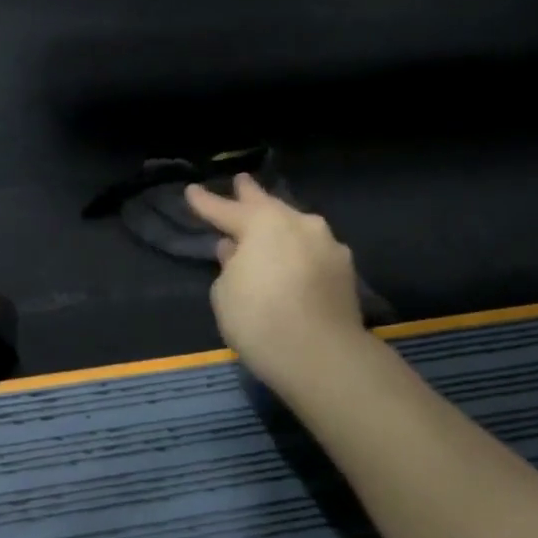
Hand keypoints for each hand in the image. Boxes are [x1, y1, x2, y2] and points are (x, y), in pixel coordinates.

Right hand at [184, 175, 366, 387]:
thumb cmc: (259, 319)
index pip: (225, 209)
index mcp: (262, 222)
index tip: (192, 190)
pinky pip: (314, 250)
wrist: (322, 356)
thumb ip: (228, 265)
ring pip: (296, 226)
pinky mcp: (346, 269)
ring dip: (280, 225)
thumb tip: (235, 250)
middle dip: (250, 194)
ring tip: (269, 225)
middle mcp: (298, 223)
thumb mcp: (225, 293)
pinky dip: (300, 251)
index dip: (205, 202)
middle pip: (268, 205)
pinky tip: (295, 258)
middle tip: (241, 182)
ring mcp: (327, 244)